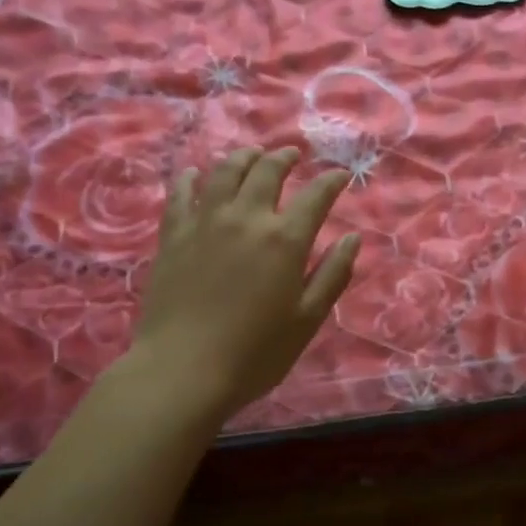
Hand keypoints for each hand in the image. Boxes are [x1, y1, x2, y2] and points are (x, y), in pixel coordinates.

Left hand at [131, 147, 358, 420]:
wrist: (183, 370)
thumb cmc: (255, 353)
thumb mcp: (307, 319)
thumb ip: (333, 275)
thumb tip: (352, 238)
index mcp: (285, 240)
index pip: (315, 196)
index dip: (331, 182)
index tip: (340, 176)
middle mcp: (246, 218)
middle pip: (267, 171)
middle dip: (284, 158)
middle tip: (292, 155)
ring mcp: (204, 223)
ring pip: (224, 172)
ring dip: (243, 158)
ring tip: (252, 155)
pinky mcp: (173, 236)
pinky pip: (181, 194)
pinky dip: (192, 178)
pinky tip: (196, 174)